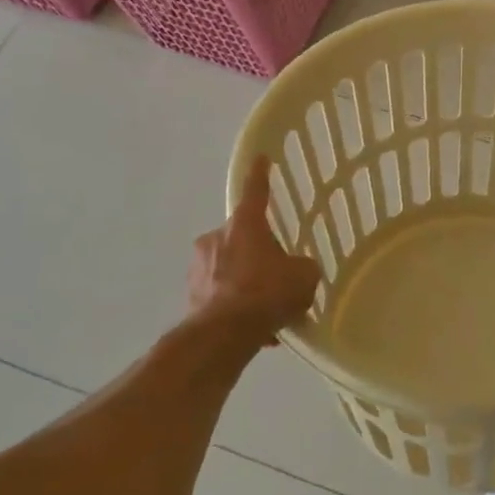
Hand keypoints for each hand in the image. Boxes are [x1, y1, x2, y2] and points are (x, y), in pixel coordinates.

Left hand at [187, 157, 321, 346]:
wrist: (223, 335)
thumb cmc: (267, 293)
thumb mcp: (304, 276)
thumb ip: (303, 267)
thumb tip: (299, 270)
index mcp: (244, 224)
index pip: (255, 190)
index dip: (260, 174)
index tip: (260, 158)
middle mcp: (216, 238)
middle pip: (242, 237)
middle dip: (257, 253)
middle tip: (277, 274)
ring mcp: (199, 268)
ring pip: (230, 268)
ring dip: (246, 282)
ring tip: (268, 310)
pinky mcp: (190, 297)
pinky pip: (221, 295)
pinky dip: (236, 307)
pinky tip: (256, 331)